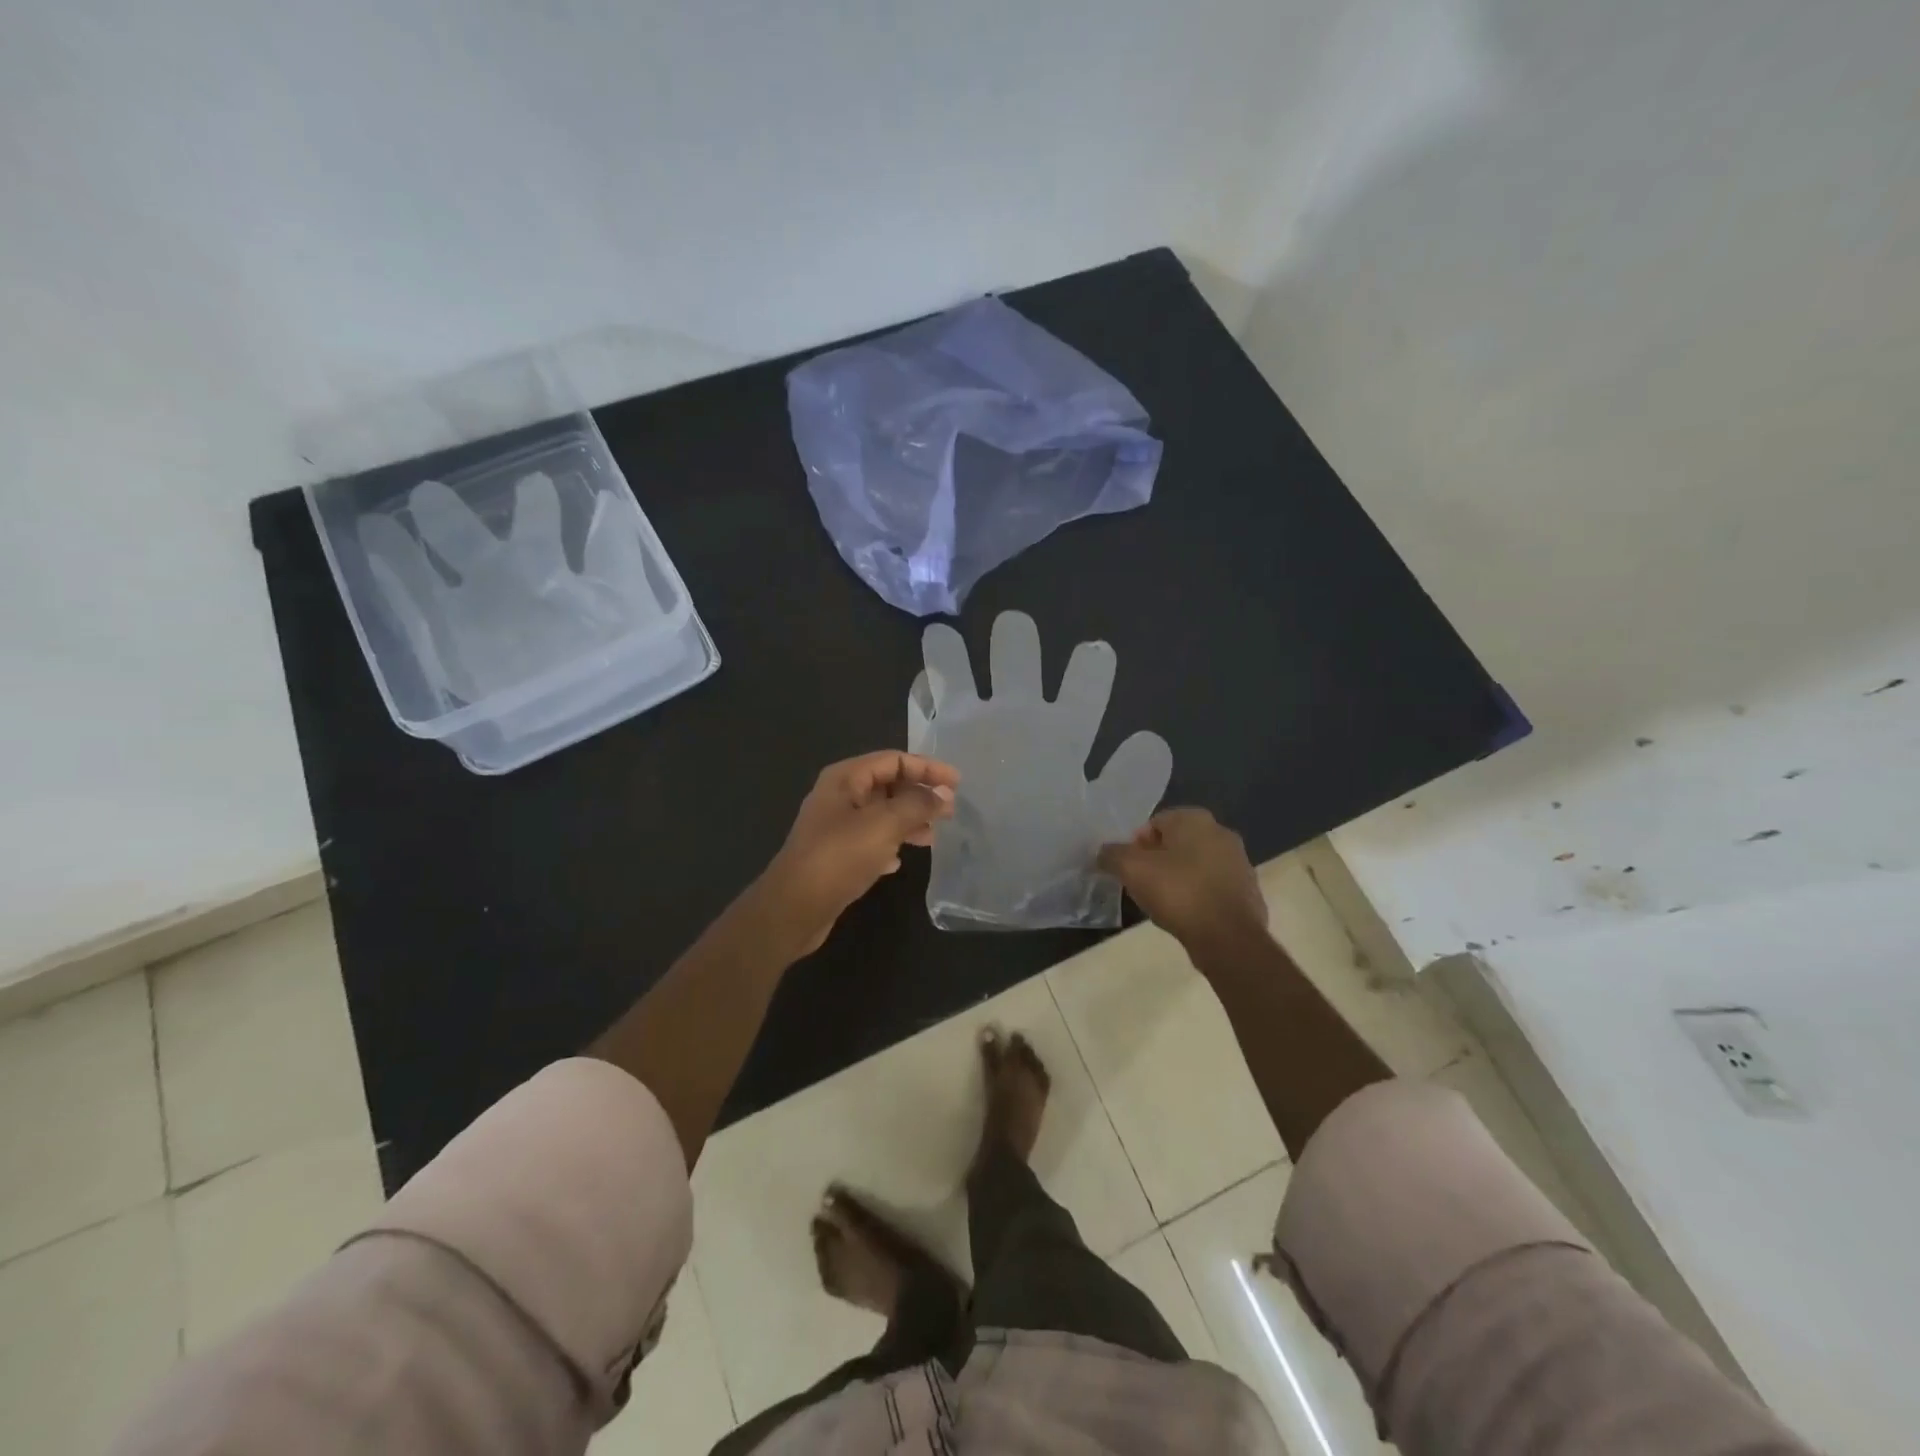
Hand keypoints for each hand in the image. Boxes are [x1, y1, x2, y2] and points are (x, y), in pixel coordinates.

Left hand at [757, 751, 959, 955]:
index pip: (894, 760)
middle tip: (950, 812)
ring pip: (882, 814)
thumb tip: (942, 795)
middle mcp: (840, 796)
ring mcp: (836, 826)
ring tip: (932, 838)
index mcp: (846, 778)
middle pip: (888, 785)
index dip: (928, 768)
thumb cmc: (839, 857)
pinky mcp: (836, 855)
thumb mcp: (884, 825)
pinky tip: (899, 860)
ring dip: (909, 821)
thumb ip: (917, 805)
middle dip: (920, 795)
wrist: (795, 908)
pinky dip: (890, 844)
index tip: (957, 784)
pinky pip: (871, 840)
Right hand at [1096, 808, 1266, 955]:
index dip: (1136, 845)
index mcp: (1195, 819)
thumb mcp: (1131, 870)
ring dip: (1178, 878)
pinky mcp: (1248, 891)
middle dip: (1157, 861)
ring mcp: (1239, 862)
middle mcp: (1222, 832)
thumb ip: (1112, 855)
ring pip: (1195, 865)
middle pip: (1176, 843)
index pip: (1154, 823)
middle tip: (1142, 884)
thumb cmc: (1178, 892)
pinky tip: (1186, 916)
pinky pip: (1212, 887)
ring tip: (1162, 903)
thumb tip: (1104, 853)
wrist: (1228, 938)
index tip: (1129, 869)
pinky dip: (1197, 896)